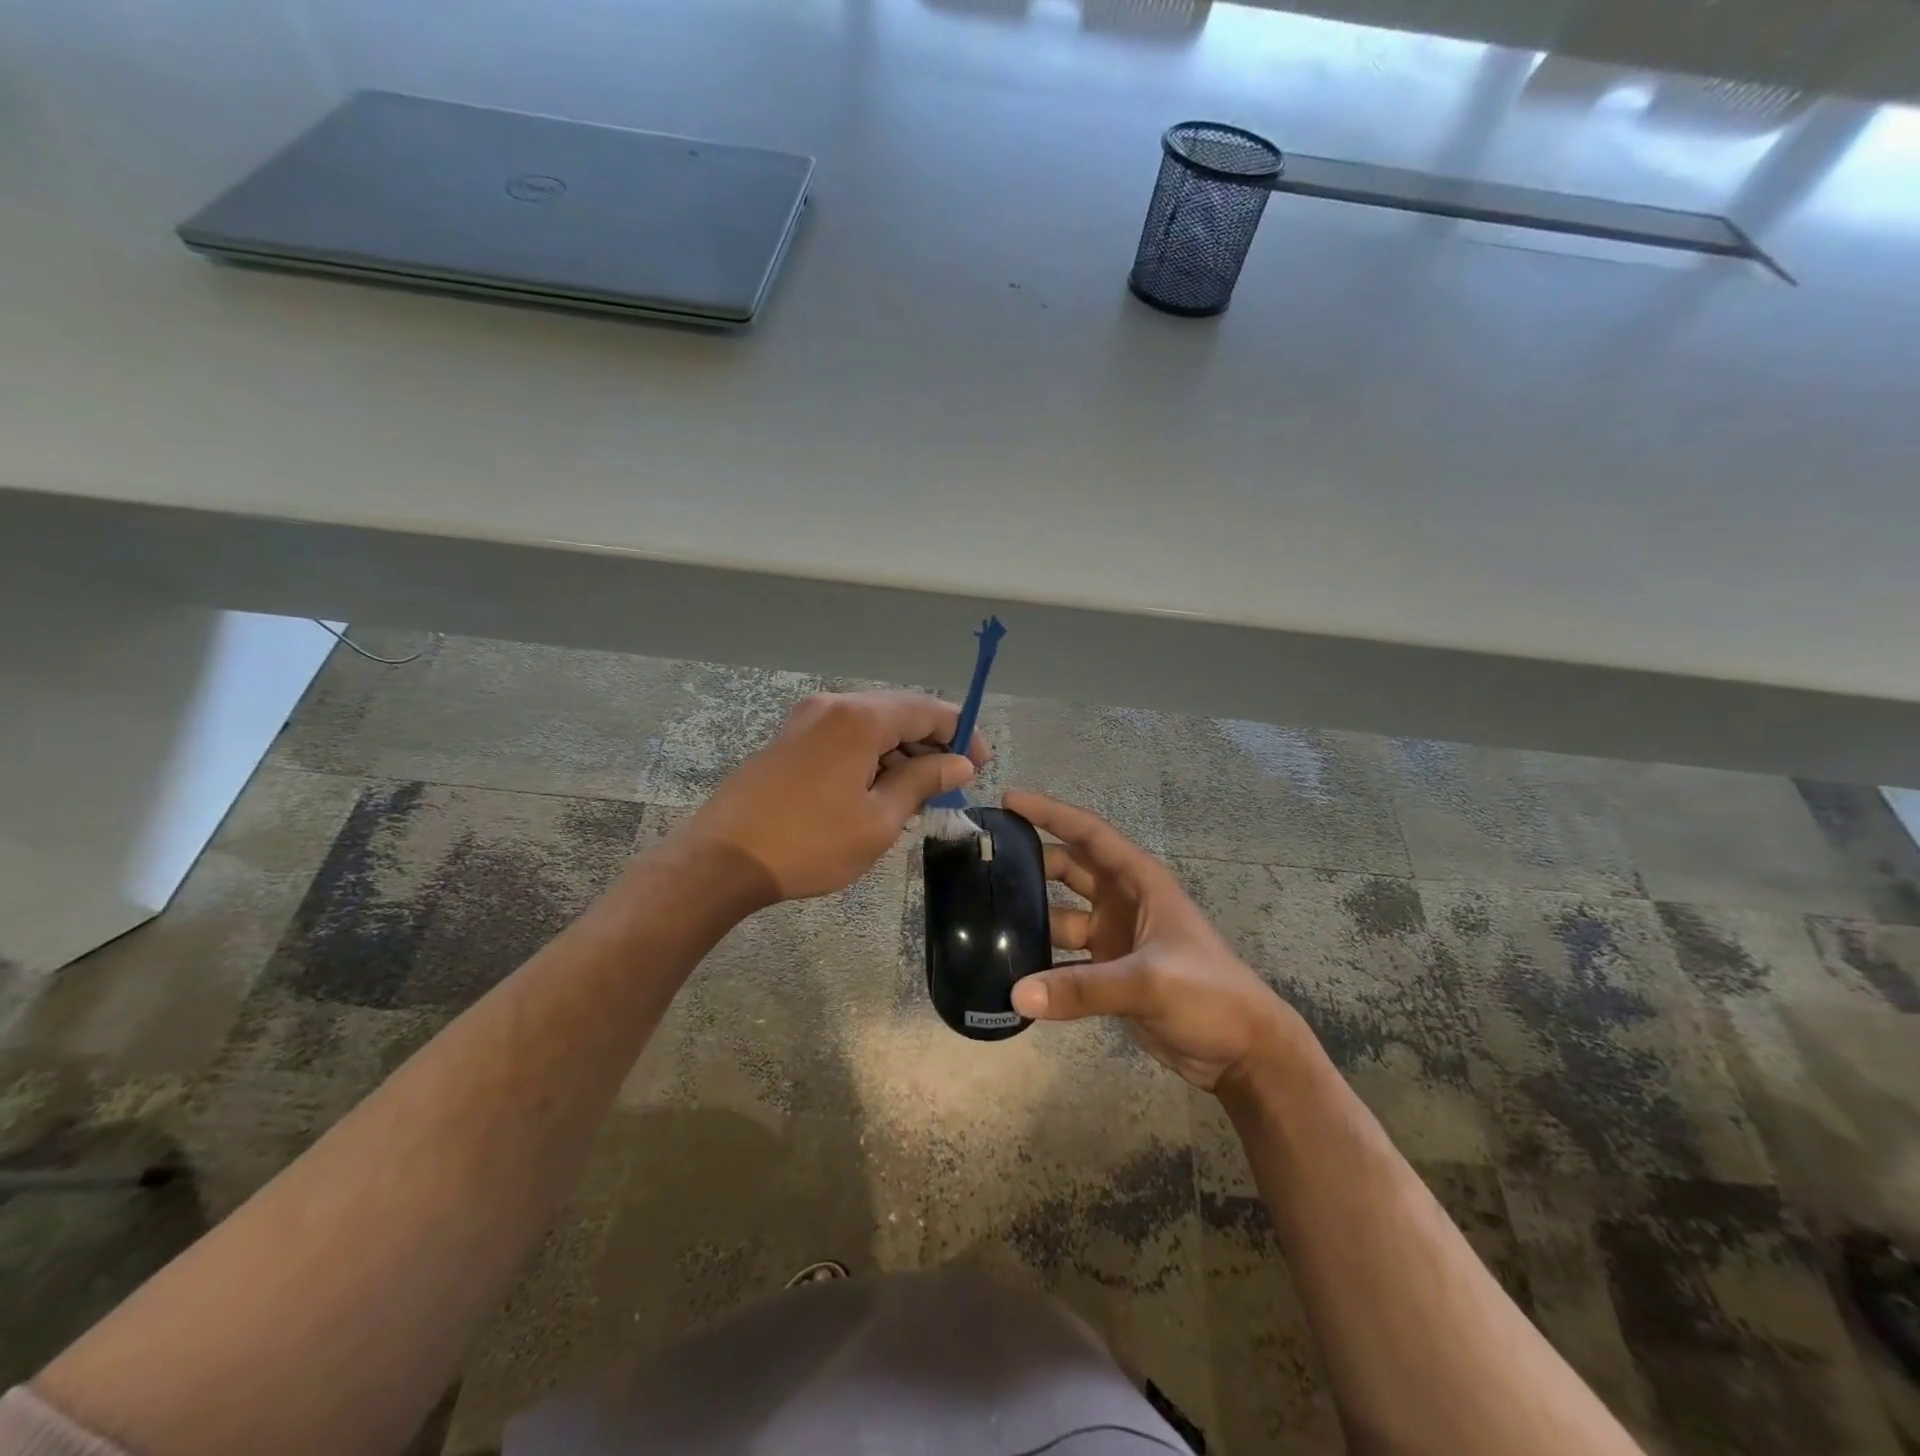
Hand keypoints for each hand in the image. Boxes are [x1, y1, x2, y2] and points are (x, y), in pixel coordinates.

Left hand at [678, 691, 989, 904]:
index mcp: (859, 718)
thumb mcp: (878, 819)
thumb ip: (923, 781)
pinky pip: (845, 737)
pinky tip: (879, 791)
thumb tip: (960, 763)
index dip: (962, 732)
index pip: (928, 709)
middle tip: (953, 784)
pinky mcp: (789, 739)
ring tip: (918, 795)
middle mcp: (833, 705)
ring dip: (901, 752)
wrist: (720, 860)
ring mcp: (806, 719)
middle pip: (899, 712)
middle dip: (932, 743)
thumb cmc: (809, 843)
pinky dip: (871, 756)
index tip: (982, 764)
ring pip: (871, 725)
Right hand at [1006, 790, 1307, 1094]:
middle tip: (982, 860)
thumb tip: (1016, 994)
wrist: (1243, 1052)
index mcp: (1139, 881)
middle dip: (1030, 861)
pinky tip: (1007, 966)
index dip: (1050, 812)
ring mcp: (1114, 937)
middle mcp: (1122, 901)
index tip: (1009, 800)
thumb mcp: (1150, 982)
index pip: (1088, 834)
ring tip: (982, 915)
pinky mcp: (1108, 972)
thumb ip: (1083, 988)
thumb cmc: (1209, 994)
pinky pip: (1064, 958)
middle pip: (1068, 868)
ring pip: (1060, 914)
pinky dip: (1040, 961)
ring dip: (1030, 915)